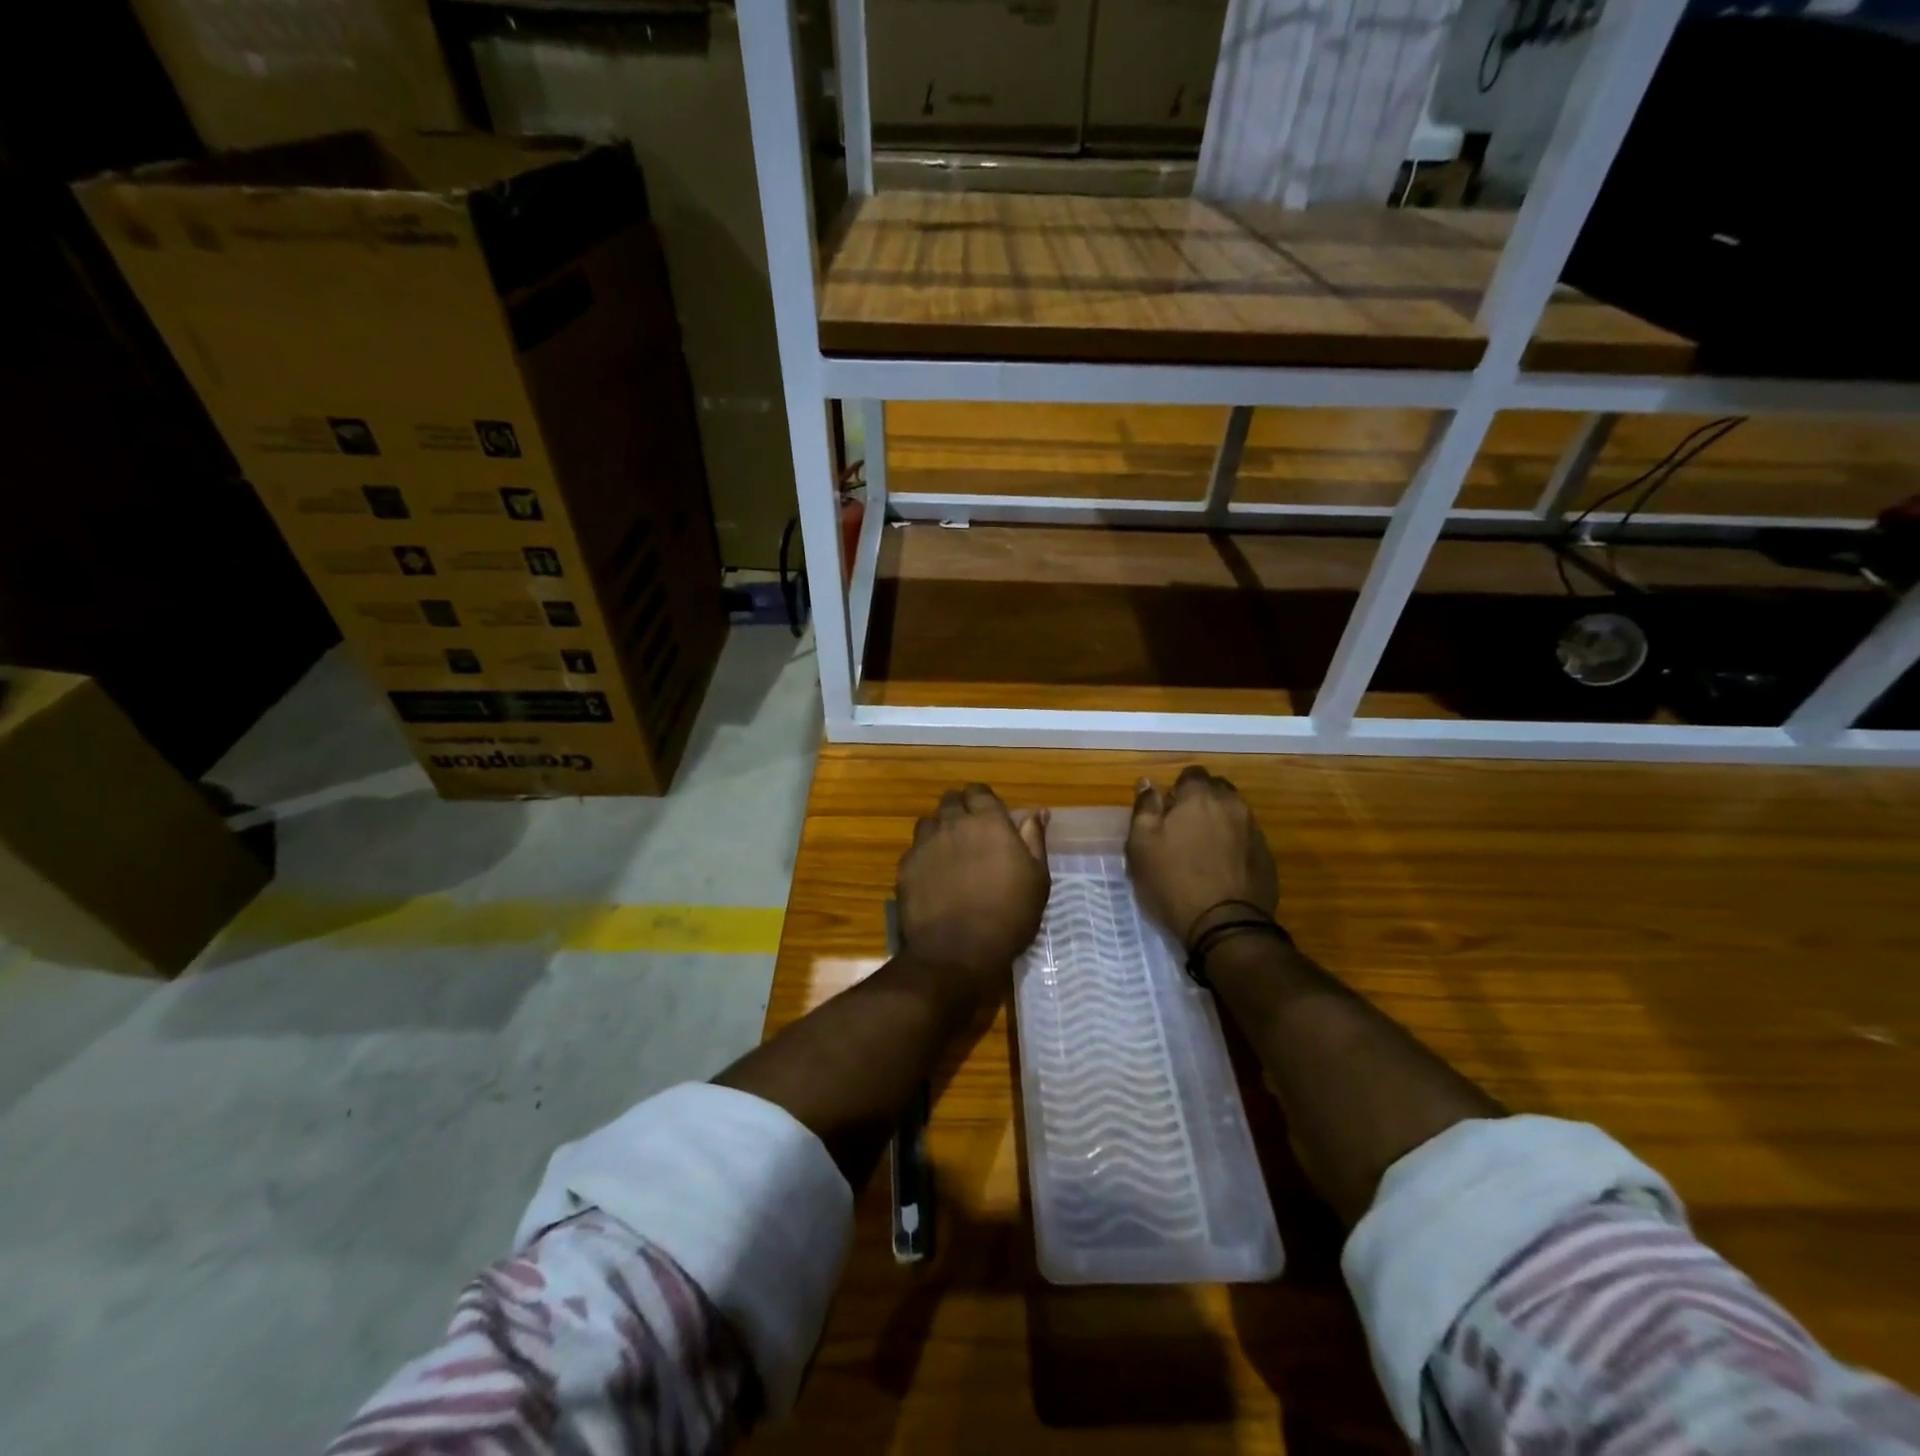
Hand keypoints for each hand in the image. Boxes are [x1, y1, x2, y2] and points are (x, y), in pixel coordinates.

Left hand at [898, 785, 1049, 1000]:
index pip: (979, 791)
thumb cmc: (1008, 915)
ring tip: (951, 854)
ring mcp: (925, 844)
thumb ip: (1034, 840)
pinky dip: (925, 856)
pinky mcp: (906, 866)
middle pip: (951, 801)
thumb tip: (1036, 812)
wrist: (956, 952)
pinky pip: (915, 849)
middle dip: (960, 810)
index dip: (984, 801)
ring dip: (940, 830)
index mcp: (987, 821)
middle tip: (972, 835)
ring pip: (929, 822)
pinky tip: (933, 877)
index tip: (991, 818)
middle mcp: (953, 823)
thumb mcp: (1036, 879)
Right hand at [1127, 766, 1277, 946]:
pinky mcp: (1267, 857)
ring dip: (1219, 822)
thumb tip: (1148, 782)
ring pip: (1234, 813)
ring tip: (1203, 849)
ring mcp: (1254, 831)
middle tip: (1183, 828)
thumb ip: (1145, 808)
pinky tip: (1222, 868)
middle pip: (1217, 790)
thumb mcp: (1141, 845)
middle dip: (1202, 801)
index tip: (1167, 812)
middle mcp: (1233, 805)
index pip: (1192, 774)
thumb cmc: (1173, 882)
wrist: (1225, 926)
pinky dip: (1234, 845)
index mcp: (1200, 797)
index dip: (1177, 790)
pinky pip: (1247, 838)